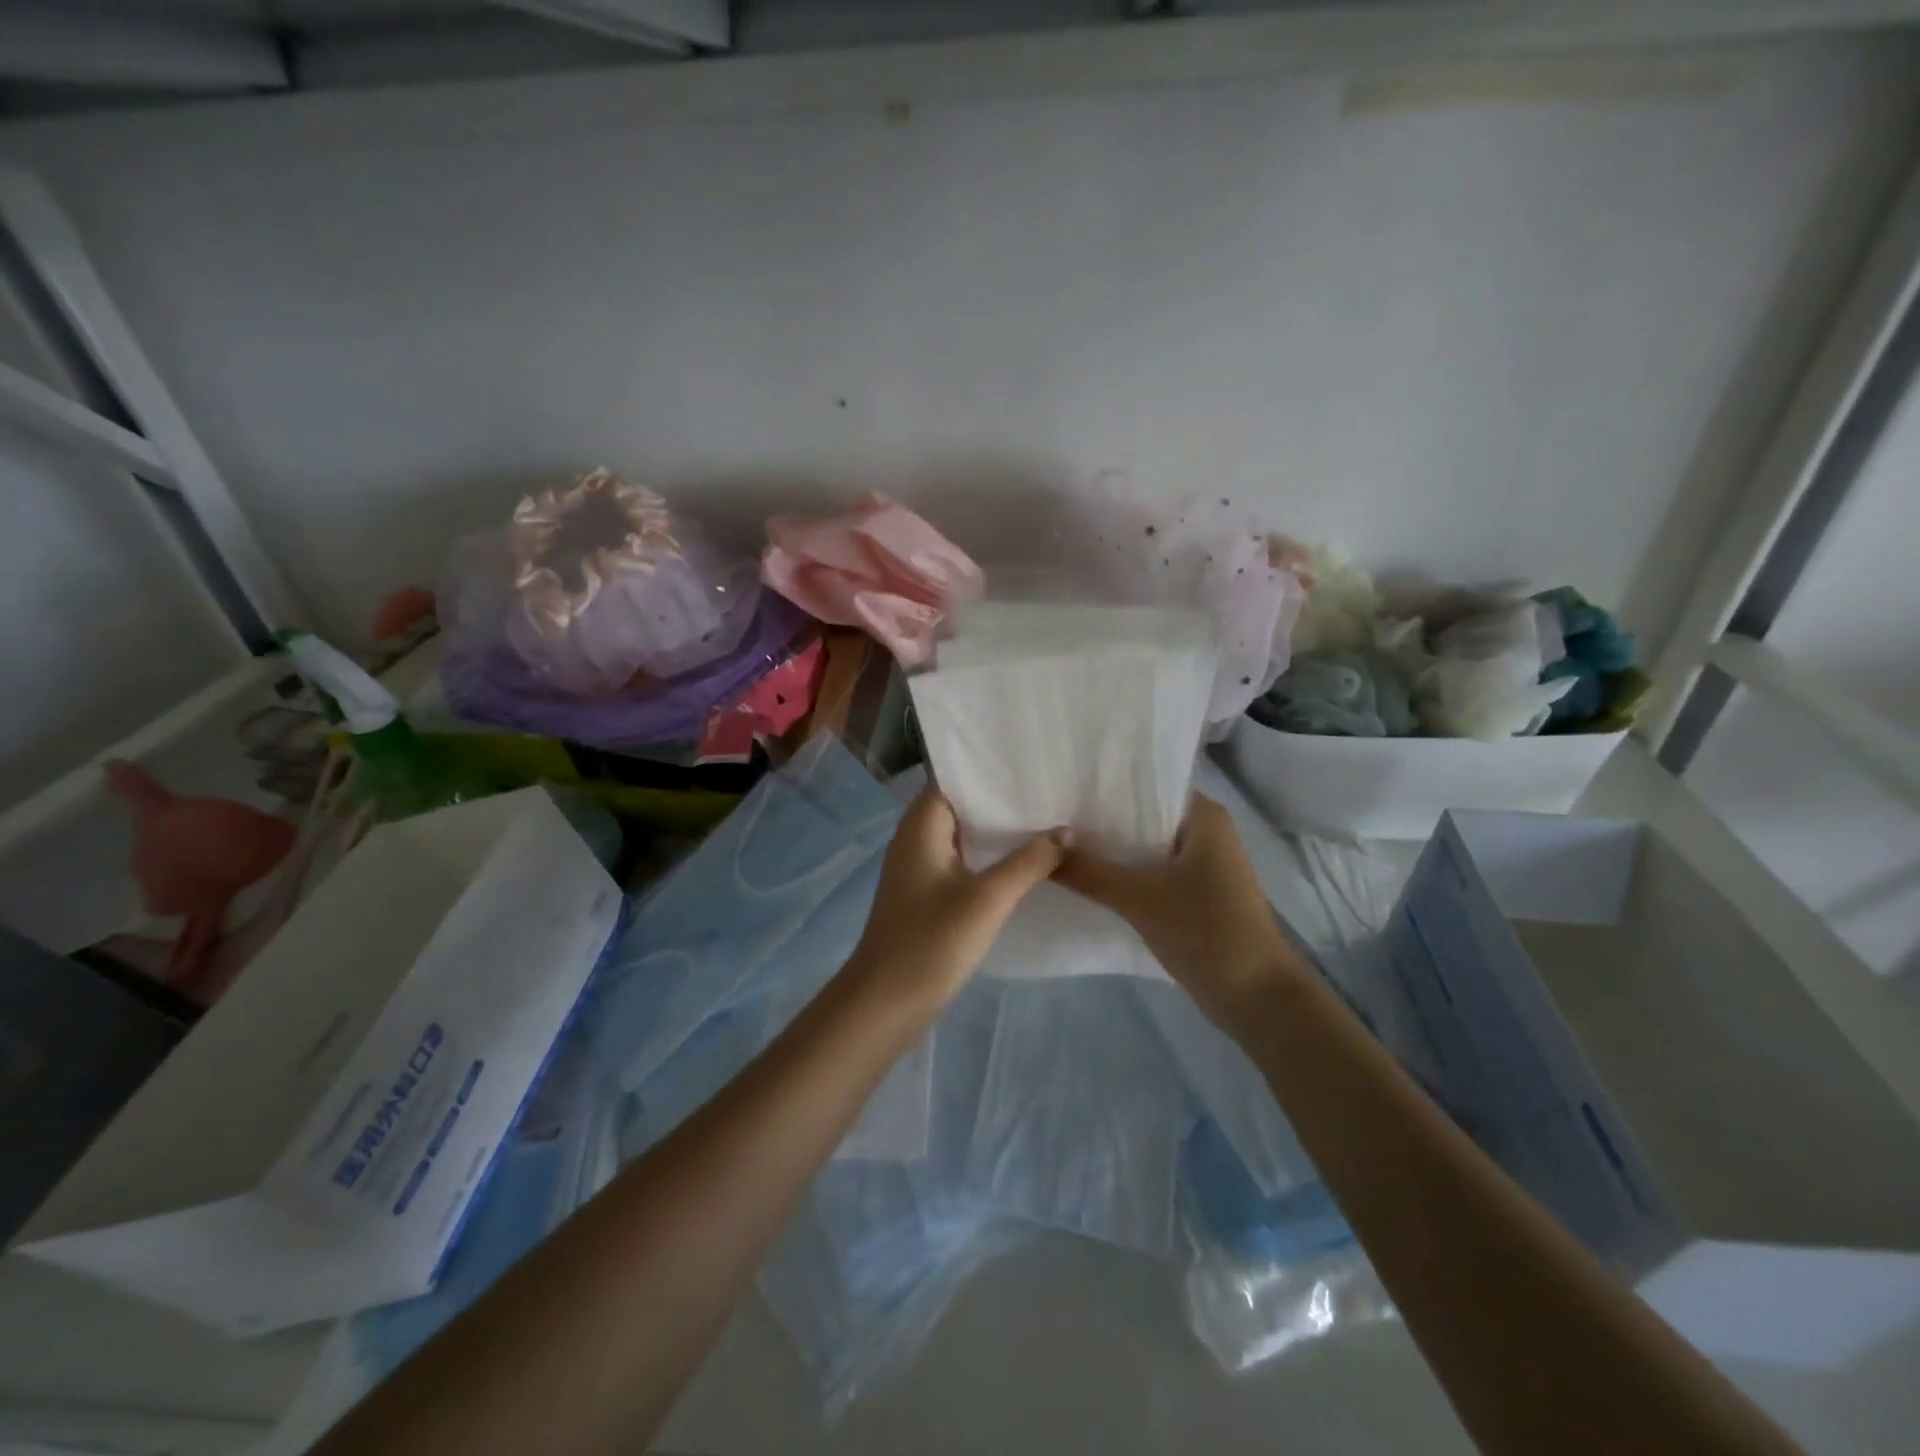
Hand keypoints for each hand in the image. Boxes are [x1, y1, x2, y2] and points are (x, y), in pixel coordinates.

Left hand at [847, 788, 1062, 1012]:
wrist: (886, 1002)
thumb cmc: (932, 941)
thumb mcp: (989, 898)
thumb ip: (1030, 861)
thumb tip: (1066, 831)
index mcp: (922, 824)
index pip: (955, 777)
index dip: (991, 768)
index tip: (1032, 762)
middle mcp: (916, 836)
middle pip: (963, 804)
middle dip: (1002, 798)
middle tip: (1051, 789)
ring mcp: (920, 866)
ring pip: (964, 834)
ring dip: (998, 829)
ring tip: (1047, 818)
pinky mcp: (926, 893)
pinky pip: (962, 860)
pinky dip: (989, 856)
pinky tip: (1024, 861)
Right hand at [1054, 794, 1303, 1027]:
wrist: (1256, 998)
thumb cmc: (1207, 932)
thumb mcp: (1140, 898)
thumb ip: (1089, 871)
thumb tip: (1042, 849)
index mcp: (1203, 815)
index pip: (1146, 784)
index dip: (1104, 785)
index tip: (1061, 786)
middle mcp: (1204, 831)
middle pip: (1141, 815)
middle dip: (1100, 819)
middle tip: (1049, 816)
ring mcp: (1200, 864)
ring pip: (1144, 846)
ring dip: (1110, 849)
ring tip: (1057, 843)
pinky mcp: (1194, 893)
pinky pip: (1150, 871)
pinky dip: (1123, 873)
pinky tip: (1085, 876)